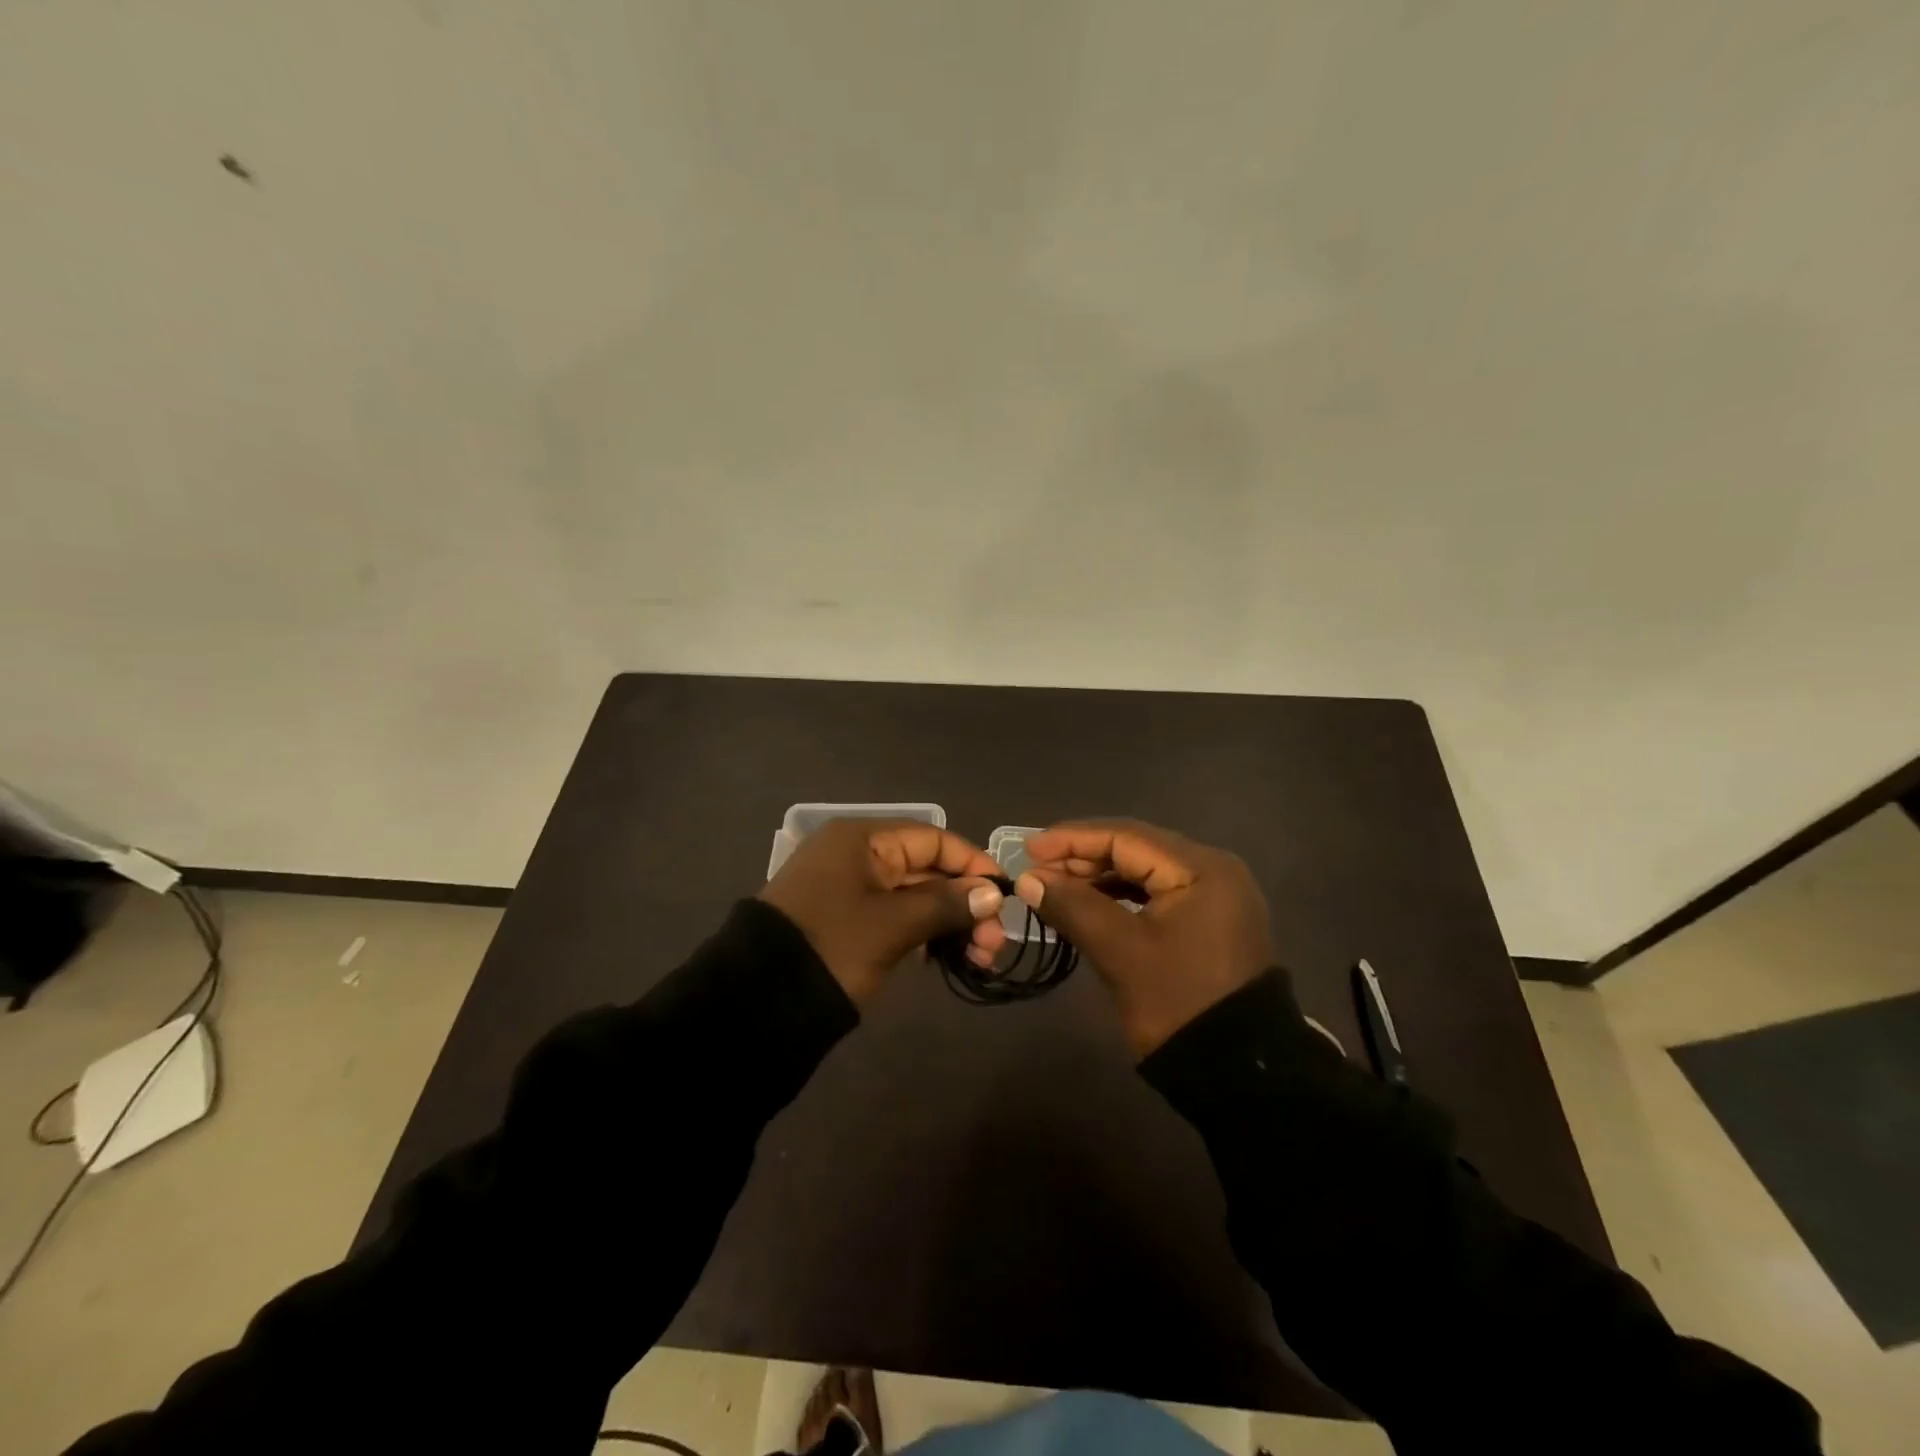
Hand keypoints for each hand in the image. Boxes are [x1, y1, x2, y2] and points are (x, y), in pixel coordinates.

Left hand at [759, 818, 1008, 1004]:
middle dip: (965, 903)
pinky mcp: (847, 921)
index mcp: (862, 839)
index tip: (1004, 896)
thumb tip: (993, 894)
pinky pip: (897, 917)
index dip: (973, 864)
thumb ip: (947, 904)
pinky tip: (950, 957)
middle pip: (926, 869)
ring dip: (950, 922)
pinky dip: (925, 933)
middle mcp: (857, 855)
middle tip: (994, 944)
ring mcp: (850, 890)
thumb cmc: (832, 947)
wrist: (757, 1003)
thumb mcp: (893, 924)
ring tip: (980, 958)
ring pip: (915, 897)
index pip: (933, 839)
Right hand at [1015, 819, 1272, 1057]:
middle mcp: (1212, 869)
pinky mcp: (1209, 919)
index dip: (1072, 839)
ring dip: (1098, 877)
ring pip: (1144, 871)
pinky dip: (1119, 896)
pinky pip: (1156, 893)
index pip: (1126, 836)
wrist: (1239, 1071)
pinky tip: (1088, 904)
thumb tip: (1028, 879)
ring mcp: (1214, 895)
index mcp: (1200, 868)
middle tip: (1037, 870)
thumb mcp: (1120, 952)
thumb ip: (1073, 906)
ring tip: (1055, 886)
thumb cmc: (1179, 1004)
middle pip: (1136, 849)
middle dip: (1083, 857)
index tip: (1029, 849)